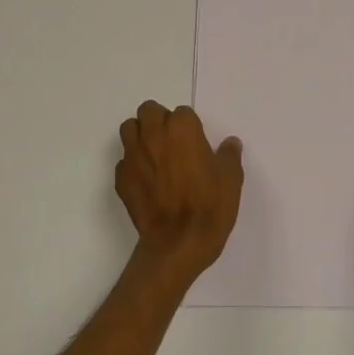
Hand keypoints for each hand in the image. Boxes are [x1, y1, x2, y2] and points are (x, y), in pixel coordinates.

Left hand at [116, 101, 243, 280]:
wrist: (178, 243)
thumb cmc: (209, 206)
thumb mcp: (231, 179)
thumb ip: (229, 156)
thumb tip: (230, 143)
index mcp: (182, 129)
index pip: (182, 113)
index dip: (189, 127)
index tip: (196, 144)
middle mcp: (154, 135)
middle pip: (149, 111)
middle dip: (159, 121)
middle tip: (173, 142)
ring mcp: (133, 156)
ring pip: (129, 129)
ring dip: (140, 135)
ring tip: (155, 154)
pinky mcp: (121, 178)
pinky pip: (124, 161)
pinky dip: (133, 165)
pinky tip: (146, 181)